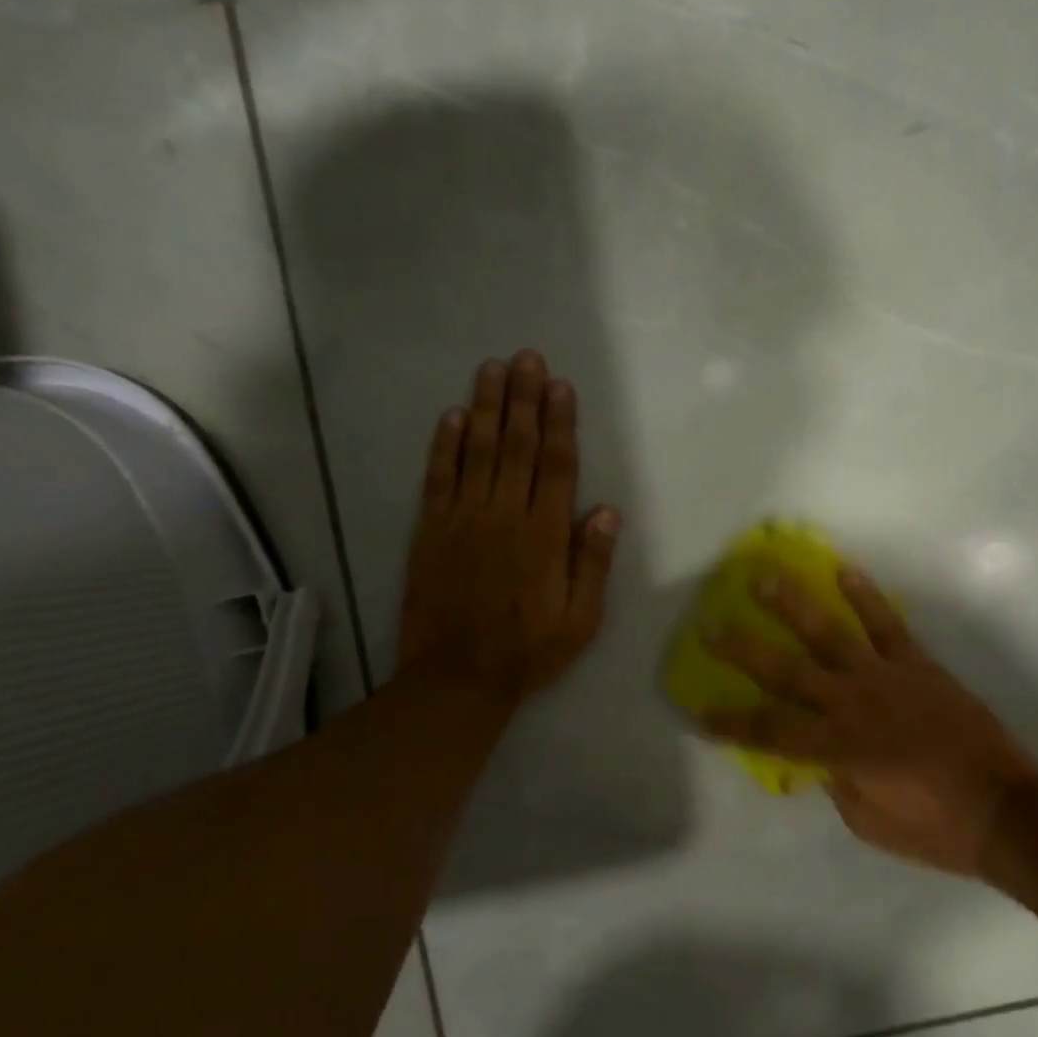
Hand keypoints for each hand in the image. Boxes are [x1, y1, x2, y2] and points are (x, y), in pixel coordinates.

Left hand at [397, 351, 620, 701]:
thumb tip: (606, 511)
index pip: (555, 467)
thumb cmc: (528, 651)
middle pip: (516, 446)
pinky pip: (438, 479)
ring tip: (492, 370)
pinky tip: (450, 416)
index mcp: (544, 536)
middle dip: (523, 399)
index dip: (559, 424)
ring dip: (485, 408)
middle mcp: (504, 516)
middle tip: (526, 358)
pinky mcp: (430, 531)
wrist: (457, 678)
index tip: (560, 386)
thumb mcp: (580, 620)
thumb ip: (592, 563)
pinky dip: (443, 446)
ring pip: (476, 452)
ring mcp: (463, 520)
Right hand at [701, 566, 1037, 877]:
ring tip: (765, 577)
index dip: (730, 723)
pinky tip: (844, 571)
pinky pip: (887, 624)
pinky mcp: (919, 665)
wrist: (1008, 810)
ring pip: (830, 633)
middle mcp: (853, 704)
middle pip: (786, 671)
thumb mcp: (869, 822)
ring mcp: (887, 677)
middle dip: (743, 649)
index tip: (698, 711)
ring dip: (794, 604)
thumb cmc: (935, 828)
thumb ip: (835, 782)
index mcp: (838, 748)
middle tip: (710, 624)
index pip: (769, 731)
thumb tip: (816, 756)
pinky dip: (866, 596)